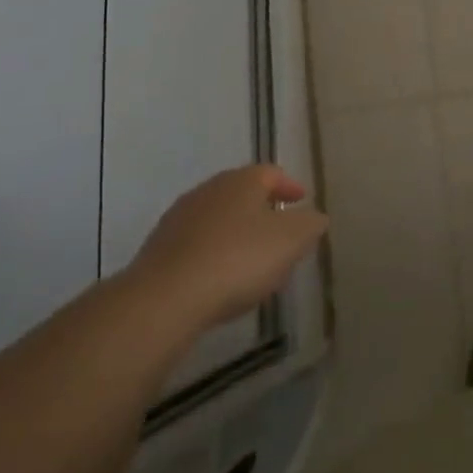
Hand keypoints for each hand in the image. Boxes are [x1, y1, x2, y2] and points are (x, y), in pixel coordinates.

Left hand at [128, 165, 328, 331]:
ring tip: (252, 259)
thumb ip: (310, 224)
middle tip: (280, 231)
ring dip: (236, 233)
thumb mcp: (292, 240)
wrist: (165, 299)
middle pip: (242, 194)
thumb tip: (314, 217)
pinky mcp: (158, 250)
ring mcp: (178, 219)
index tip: (301, 200)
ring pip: (218, 219)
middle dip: (263, 209)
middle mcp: (209, 190)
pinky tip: (220, 278)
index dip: (290, 185)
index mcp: (242, 180)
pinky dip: (213, 254)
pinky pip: (197, 245)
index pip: (271, 173)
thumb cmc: (238, 259)